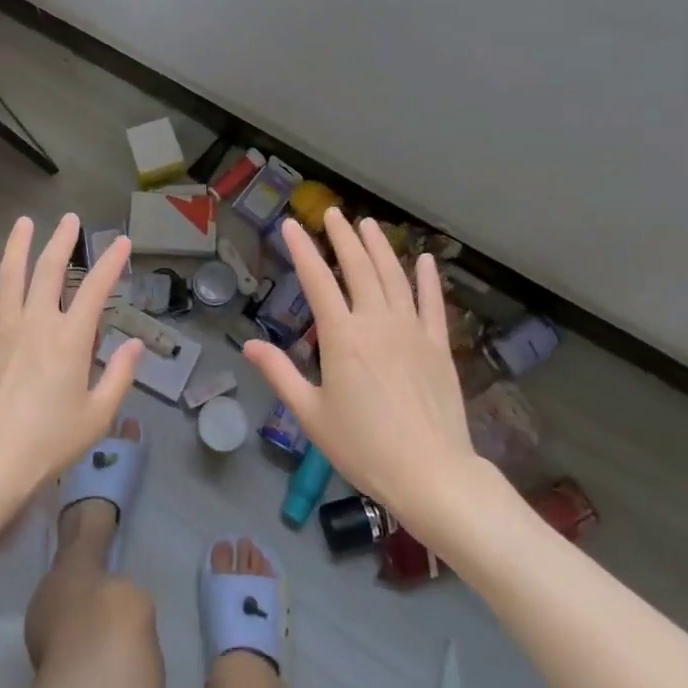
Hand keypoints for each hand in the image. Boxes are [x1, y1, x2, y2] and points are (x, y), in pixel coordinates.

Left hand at [0, 214, 141, 511]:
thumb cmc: (48, 444)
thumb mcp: (97, 416)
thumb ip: (120, 376)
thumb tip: (136, 344)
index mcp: (70, 339)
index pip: (96, 289)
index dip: (111, 262)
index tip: (122, 242)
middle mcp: (36, 323)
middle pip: (49, 270)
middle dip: (62, 240)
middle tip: (70, 219)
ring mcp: (0, 330)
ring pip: (10, 276)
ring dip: (18, 245)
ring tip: (24, 222)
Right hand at [245, 210, 490, 532]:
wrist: (431, 473)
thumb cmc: (363, 447)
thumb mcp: (311, 415)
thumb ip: (280, 374)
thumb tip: (250, 345)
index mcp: (342, 336)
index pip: (317, 281)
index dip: (302, 249)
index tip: (291, 225)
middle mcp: (376, 322)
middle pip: (358, 267)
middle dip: (343, 237)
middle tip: (333, 213)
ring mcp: (411, 330)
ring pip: (393, 276)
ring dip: (379, 247)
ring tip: (369, 224)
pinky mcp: (438, 345)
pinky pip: (431, 303)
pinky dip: (427, 278)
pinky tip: (423, 259)